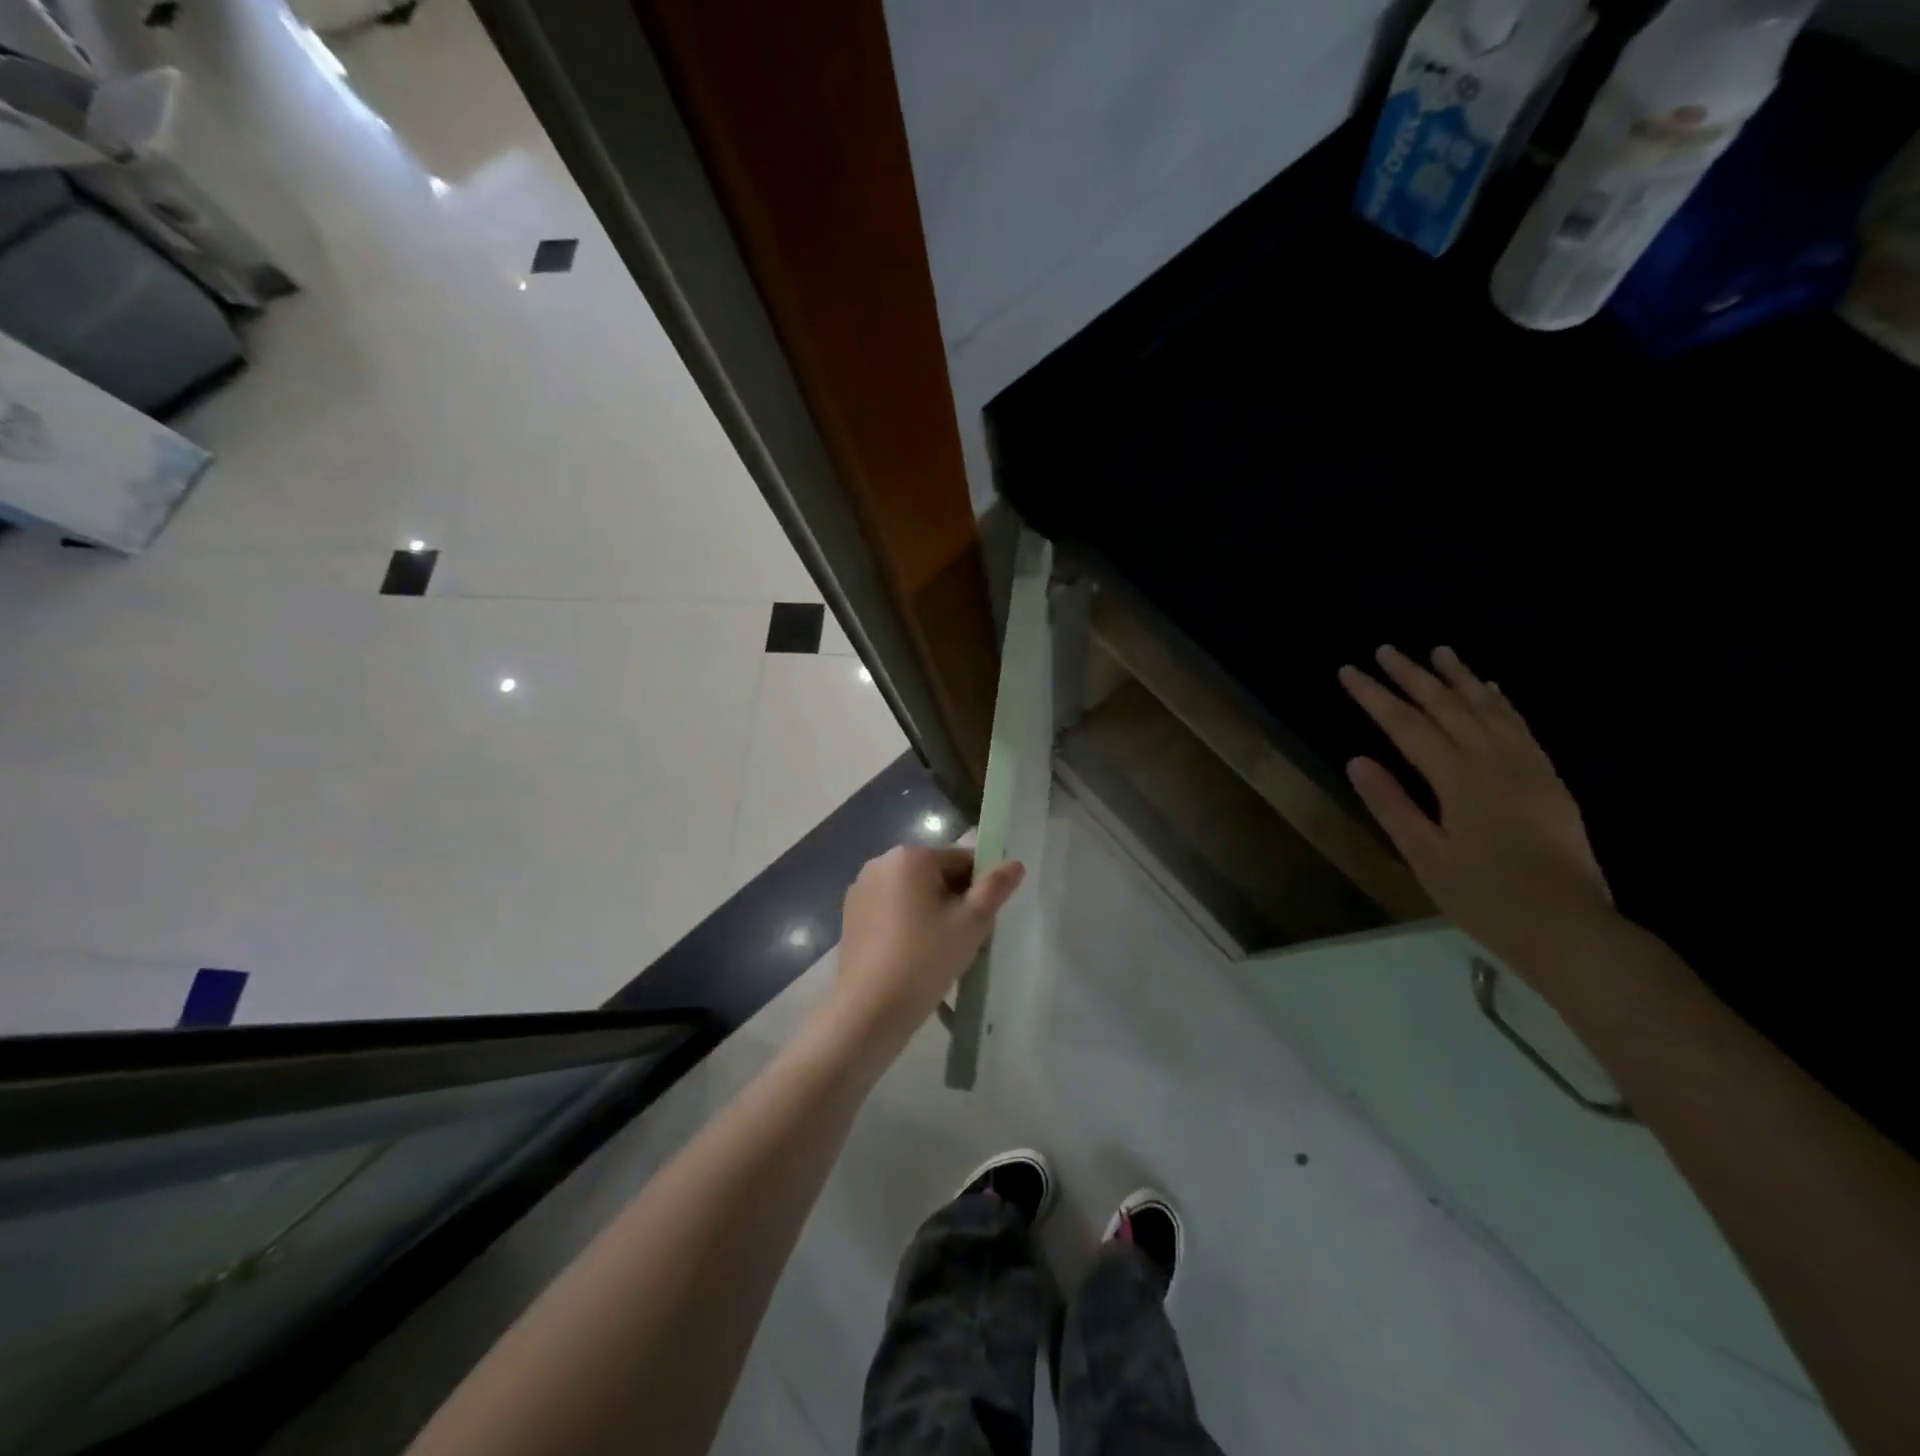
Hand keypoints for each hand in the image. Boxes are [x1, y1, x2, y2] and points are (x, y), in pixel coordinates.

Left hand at [826, 845, 1024, 1056]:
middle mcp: (881, 863)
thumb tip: (1015, 863)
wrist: (868, 1009)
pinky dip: (907, 923)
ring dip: (932, 911)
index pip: (962, 859)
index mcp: (910, 856)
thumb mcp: (971, 923)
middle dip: (955, 899)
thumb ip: (995, 888)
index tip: (985, 920)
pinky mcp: (851, 915)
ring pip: (913, 893)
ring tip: (941, 950)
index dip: (981, 887)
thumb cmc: (925, 959)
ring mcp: (861, 889)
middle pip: (935, 873)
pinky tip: (914, 955)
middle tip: (965, 938)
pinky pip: (891, 909)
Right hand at [1339, 646, 1613, 980]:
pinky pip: (1521, 726)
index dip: (1374, 697)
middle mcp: (1494, 760)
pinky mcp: (1548, 779)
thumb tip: (1357, 760)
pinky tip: (1490, 689)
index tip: (1349, 671)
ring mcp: (1527, 766)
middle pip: (1447, 706)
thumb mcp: (1425, 855)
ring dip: (1459, 678)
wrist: (1568, 926)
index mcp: (1458, 779)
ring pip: (1488, 708)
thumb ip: (1391, 804)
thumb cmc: (1485, 896)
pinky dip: (1500, 702)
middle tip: (1386, 649)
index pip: (1406, 725)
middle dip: (1413, 676)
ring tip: (1439, 651)